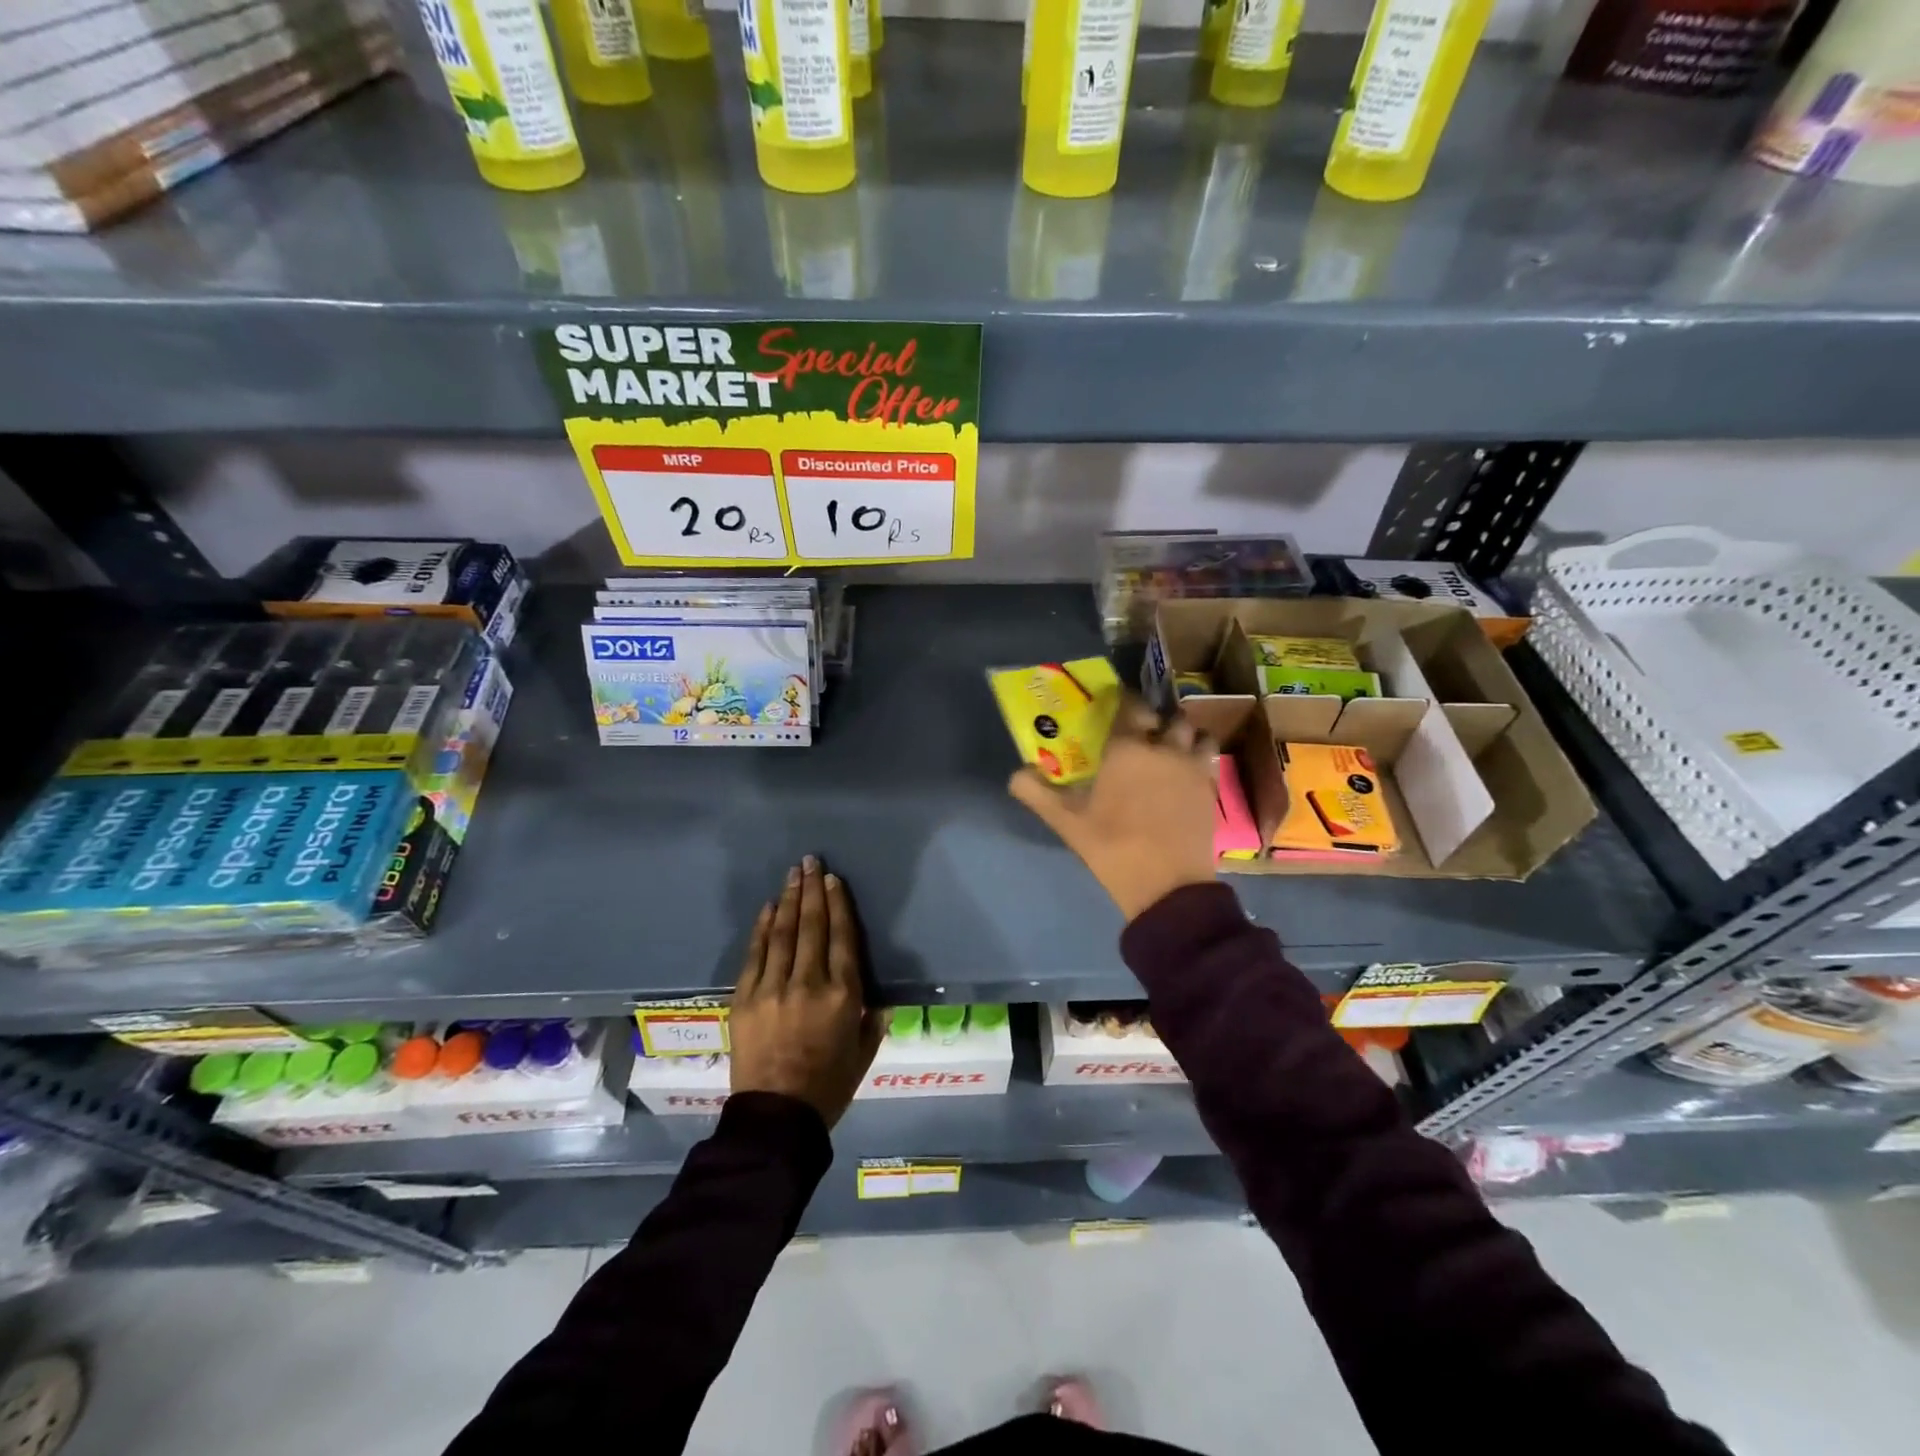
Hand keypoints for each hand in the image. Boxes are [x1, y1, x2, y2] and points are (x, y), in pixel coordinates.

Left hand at [730, 856, 882, 1127]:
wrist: (775, 1119)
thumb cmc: (828, 1087)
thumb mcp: (864, 1054)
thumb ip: (874, 1021)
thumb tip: (881, 999)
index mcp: (843, 996)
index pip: (842, 938)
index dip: (838, 905)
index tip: (833, 880)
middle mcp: (809, 983)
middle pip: (812, 926)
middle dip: (812, 890)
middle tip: (811, 861)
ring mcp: (773, 988)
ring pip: (782, 933)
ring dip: (788, 899)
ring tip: (793, 873)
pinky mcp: (745, 998)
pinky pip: (754, 954)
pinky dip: (761, 928)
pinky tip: (767, 907)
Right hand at [1009, 698, 1216, 922]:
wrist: (1166, 885)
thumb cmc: (1112, 846)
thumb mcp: (1066, 821)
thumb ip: (1036, 793)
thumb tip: (1015, 774)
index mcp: (1128, 748)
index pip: (1131, 706)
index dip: (1124, 701)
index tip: (1115, 704)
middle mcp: (1165, 748)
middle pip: (1170, 717)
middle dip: (1157, 720)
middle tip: (1143, 732)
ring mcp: (1193, 768)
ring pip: (1197, 734)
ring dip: (1185, 736)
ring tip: (1171, 749)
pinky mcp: (1210, 790)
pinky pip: (1209, 760)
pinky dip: (1199, 758)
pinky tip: (1184, 775)